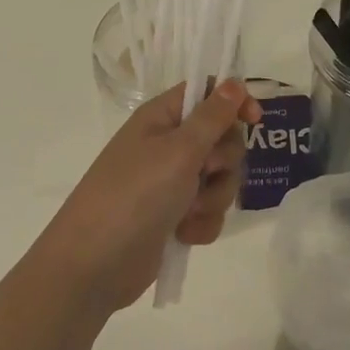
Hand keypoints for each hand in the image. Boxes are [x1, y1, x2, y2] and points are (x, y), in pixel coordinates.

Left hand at [34, 80, 260, 315]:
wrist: (94, 267)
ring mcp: (171, 182)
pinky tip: (184, 235)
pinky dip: (202, 222)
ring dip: (213, 197)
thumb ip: (212, 117)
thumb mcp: (178, 150)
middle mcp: (168, 144)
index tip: (255, 120)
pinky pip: (209, 210)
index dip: (234, 102)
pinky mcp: (174, 216)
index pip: (207, 92)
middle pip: (222, 138)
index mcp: (162, 117)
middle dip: (223, 162)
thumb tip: (235, 82)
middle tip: (203, 173)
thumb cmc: (135, 195)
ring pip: (220, 178)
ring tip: (188, 212)